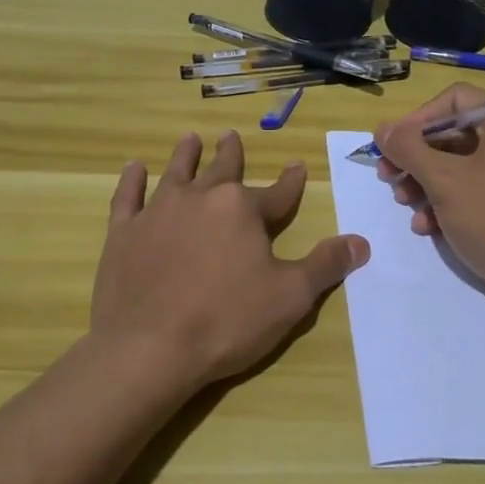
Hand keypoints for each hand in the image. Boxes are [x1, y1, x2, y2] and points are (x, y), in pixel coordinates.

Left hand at [91, 130, 369, 389]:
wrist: (149, 347)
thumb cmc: (227, 321)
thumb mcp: (291, 297)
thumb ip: (325, 265)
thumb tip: (361, 242)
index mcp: (242, 210)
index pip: (277, 193)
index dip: (291, 182)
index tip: (298, 167)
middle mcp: (201, 198)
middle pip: (222, 170)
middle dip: (230, 153)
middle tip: (231, 135)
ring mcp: (158, 212)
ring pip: (176, 173)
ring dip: (185, 155)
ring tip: (190, 139)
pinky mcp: (124, 232)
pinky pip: (128, 197)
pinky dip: (131, 180)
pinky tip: (134, 167)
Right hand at [375, 83, 484, 309]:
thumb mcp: (444, 181)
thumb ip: (408, 149)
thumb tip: (382, 128)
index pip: (454, 99)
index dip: (417, 119)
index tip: (392, 145)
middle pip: (454, 132)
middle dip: (416, 157)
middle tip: (387, 177)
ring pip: (460, 164)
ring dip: (425, 182)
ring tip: (404, 204)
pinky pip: (475, 188)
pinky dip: (448, 201)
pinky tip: (427, 226)